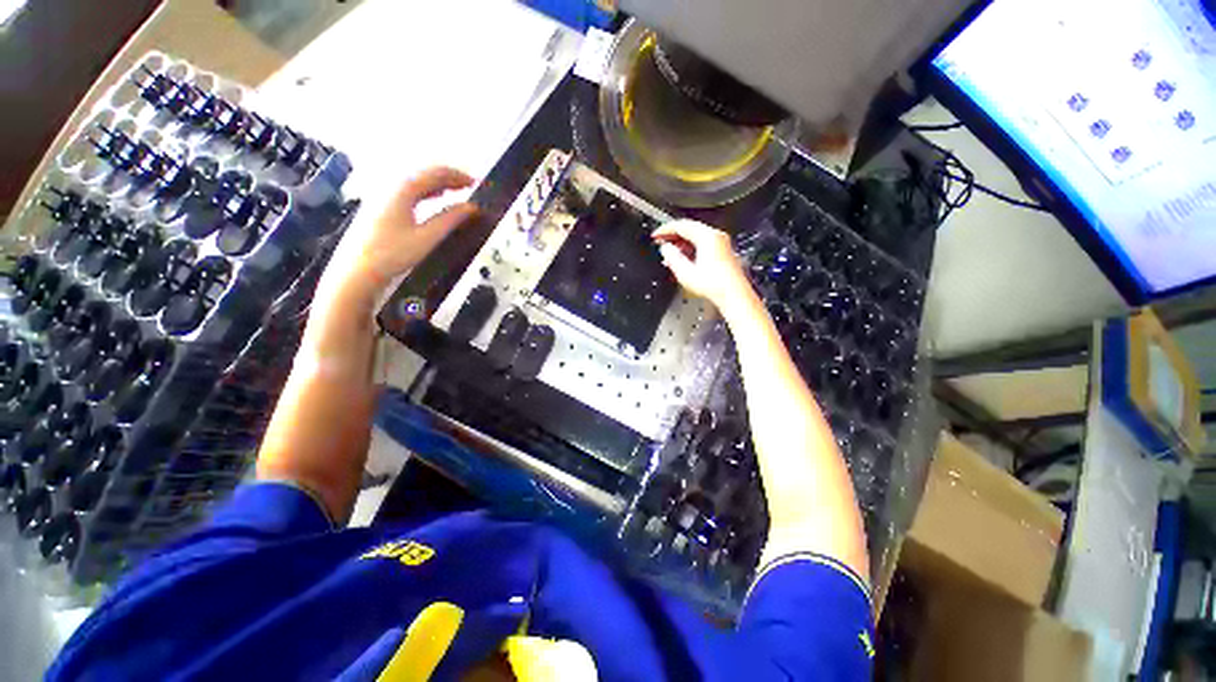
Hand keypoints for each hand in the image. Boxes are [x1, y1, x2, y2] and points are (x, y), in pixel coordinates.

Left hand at [325, 166, 478, 296]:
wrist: (358, 270)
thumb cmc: (393, 254)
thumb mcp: (427, 237)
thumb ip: (450, 219)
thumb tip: (471, 208)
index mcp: (403, 189)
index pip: (435, 173)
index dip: (458, 176)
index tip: (476, 183)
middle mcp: (391, 186)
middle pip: (424, 173)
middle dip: (448, 177)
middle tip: (469, 186)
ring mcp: (382, 194)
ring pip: (415, 180)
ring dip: (437, 183)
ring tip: (456, 191)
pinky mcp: (379, 205)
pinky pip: (407, 190)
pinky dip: (425, 191)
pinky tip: (433, 198)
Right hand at [654, 220, 753, 313]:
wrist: (734, 296)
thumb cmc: (715, 286)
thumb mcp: (686, 273)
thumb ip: (672, 258)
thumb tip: (666, 249)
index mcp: (707, 237)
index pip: (682, 226)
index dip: (666, 230)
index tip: (656, 235)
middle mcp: (716, 236)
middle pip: (690, 229)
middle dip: (673, 236)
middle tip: (661, 242)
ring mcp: (722, 244)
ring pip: (696, 236)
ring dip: (681, 243)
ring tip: (670, 253)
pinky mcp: (723, 252)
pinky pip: (703, 244)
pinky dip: (691, 248)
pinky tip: (684, 259)